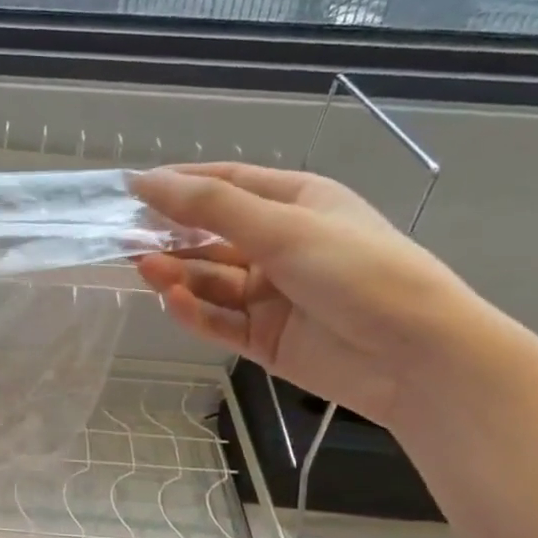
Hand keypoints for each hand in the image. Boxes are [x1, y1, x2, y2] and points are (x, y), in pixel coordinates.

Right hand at [132, 163, 495, 429]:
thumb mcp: (283, 228)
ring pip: (209, 281)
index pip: (227, 185)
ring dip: (178, 274)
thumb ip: (210, 208)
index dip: (179, 185)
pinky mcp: (264, 338)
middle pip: (211, 236)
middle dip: (170, 236)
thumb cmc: (358, 272)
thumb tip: (146, 182)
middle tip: (123, 241)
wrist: (415, 356)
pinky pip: (218, 320)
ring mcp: (271, 295)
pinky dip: (194, 312)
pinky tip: (172, 302)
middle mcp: (281, 246)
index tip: (130, 191)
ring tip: (144, 269)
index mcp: (296, 204)